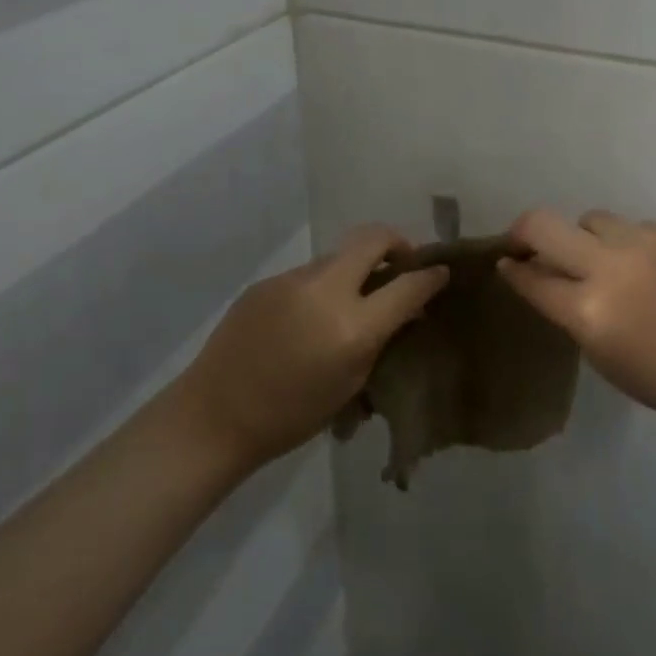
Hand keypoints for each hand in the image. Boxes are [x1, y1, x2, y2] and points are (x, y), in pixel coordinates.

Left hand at [177, 225, 448, 469]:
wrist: (214, 417)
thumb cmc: (291, 417)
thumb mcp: (351, 385)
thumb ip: (381, 339)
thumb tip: (405, 309)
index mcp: (352, 327)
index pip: (408, 285)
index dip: (431, 276)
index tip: (441, 272)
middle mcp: (326, 291)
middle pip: (373, 238)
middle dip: (397, 243)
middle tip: (402, 264)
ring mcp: (292, 280)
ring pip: (338, 256)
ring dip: (356, 270)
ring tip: (352, 301)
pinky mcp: (268, 281)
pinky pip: (309, 274)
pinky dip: (323, 286)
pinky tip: (310, 317)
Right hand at [498, 208, 655, 426]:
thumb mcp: (601, 357)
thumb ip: (569, 314)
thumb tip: (543, 279)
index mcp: (589, 311)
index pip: (531, 277)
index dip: (512, 269)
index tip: (505, 262)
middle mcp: (609, 267)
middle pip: (543, 224)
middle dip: (524, 231)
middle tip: (528, 244)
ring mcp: (641, 242)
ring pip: (590, 219)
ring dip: (583, 237)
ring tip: (599, 259)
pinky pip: (630, 227)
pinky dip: (625, 244)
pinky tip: (644, 267)